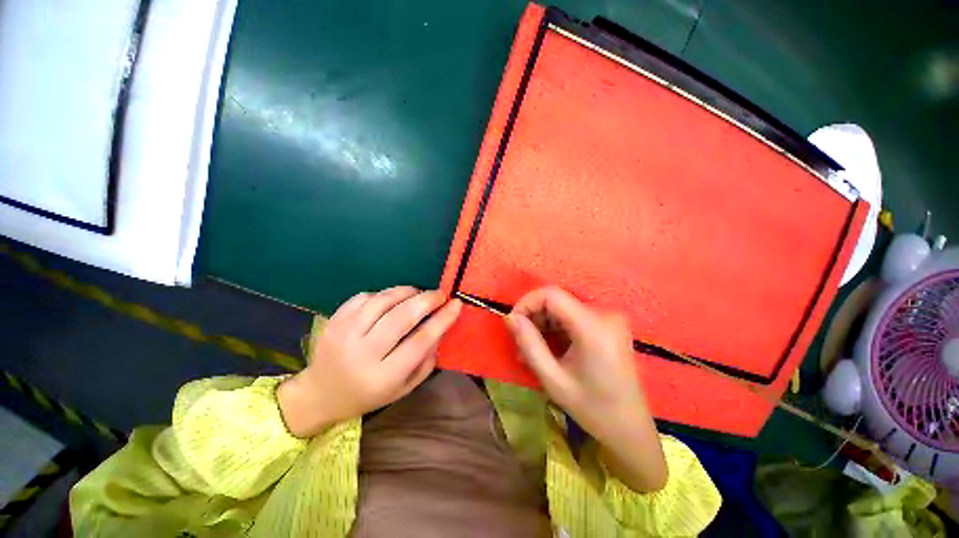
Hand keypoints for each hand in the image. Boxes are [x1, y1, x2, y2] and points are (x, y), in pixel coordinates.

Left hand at [278, 287, 461, 437]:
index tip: (456, 304)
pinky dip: (383, 294)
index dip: (442, 319)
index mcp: (383, 376)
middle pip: (402, 317)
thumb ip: (426, 360)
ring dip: (406, 291)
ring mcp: (344, 334)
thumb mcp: (404, 388)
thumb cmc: (369, 395)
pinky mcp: (333, 321)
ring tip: (418, 293)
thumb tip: (441, 328)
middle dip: (427, 300)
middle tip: (440, 294)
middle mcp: (362, 354)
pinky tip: (391, 300)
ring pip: (382, 301)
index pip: (420, 341)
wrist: (320, 394)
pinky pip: (364, 297)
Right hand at [507, 287, 667, 491]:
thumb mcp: (553, 379)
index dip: (527, 303)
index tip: (513, 323)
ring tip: (531, 350)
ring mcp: (609, 318)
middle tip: (520, 343)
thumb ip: (529, 344)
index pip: (552, 295)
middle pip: (557, 301)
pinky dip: (556, 328)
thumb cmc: (592, 409)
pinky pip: (573, 316)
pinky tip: (548, 348)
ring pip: (563, 308)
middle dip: (534, 317)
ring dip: (543, 324)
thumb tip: (510, 318)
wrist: (630, 428)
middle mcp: (605, 314)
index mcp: (594, 328)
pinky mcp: (608, 324)